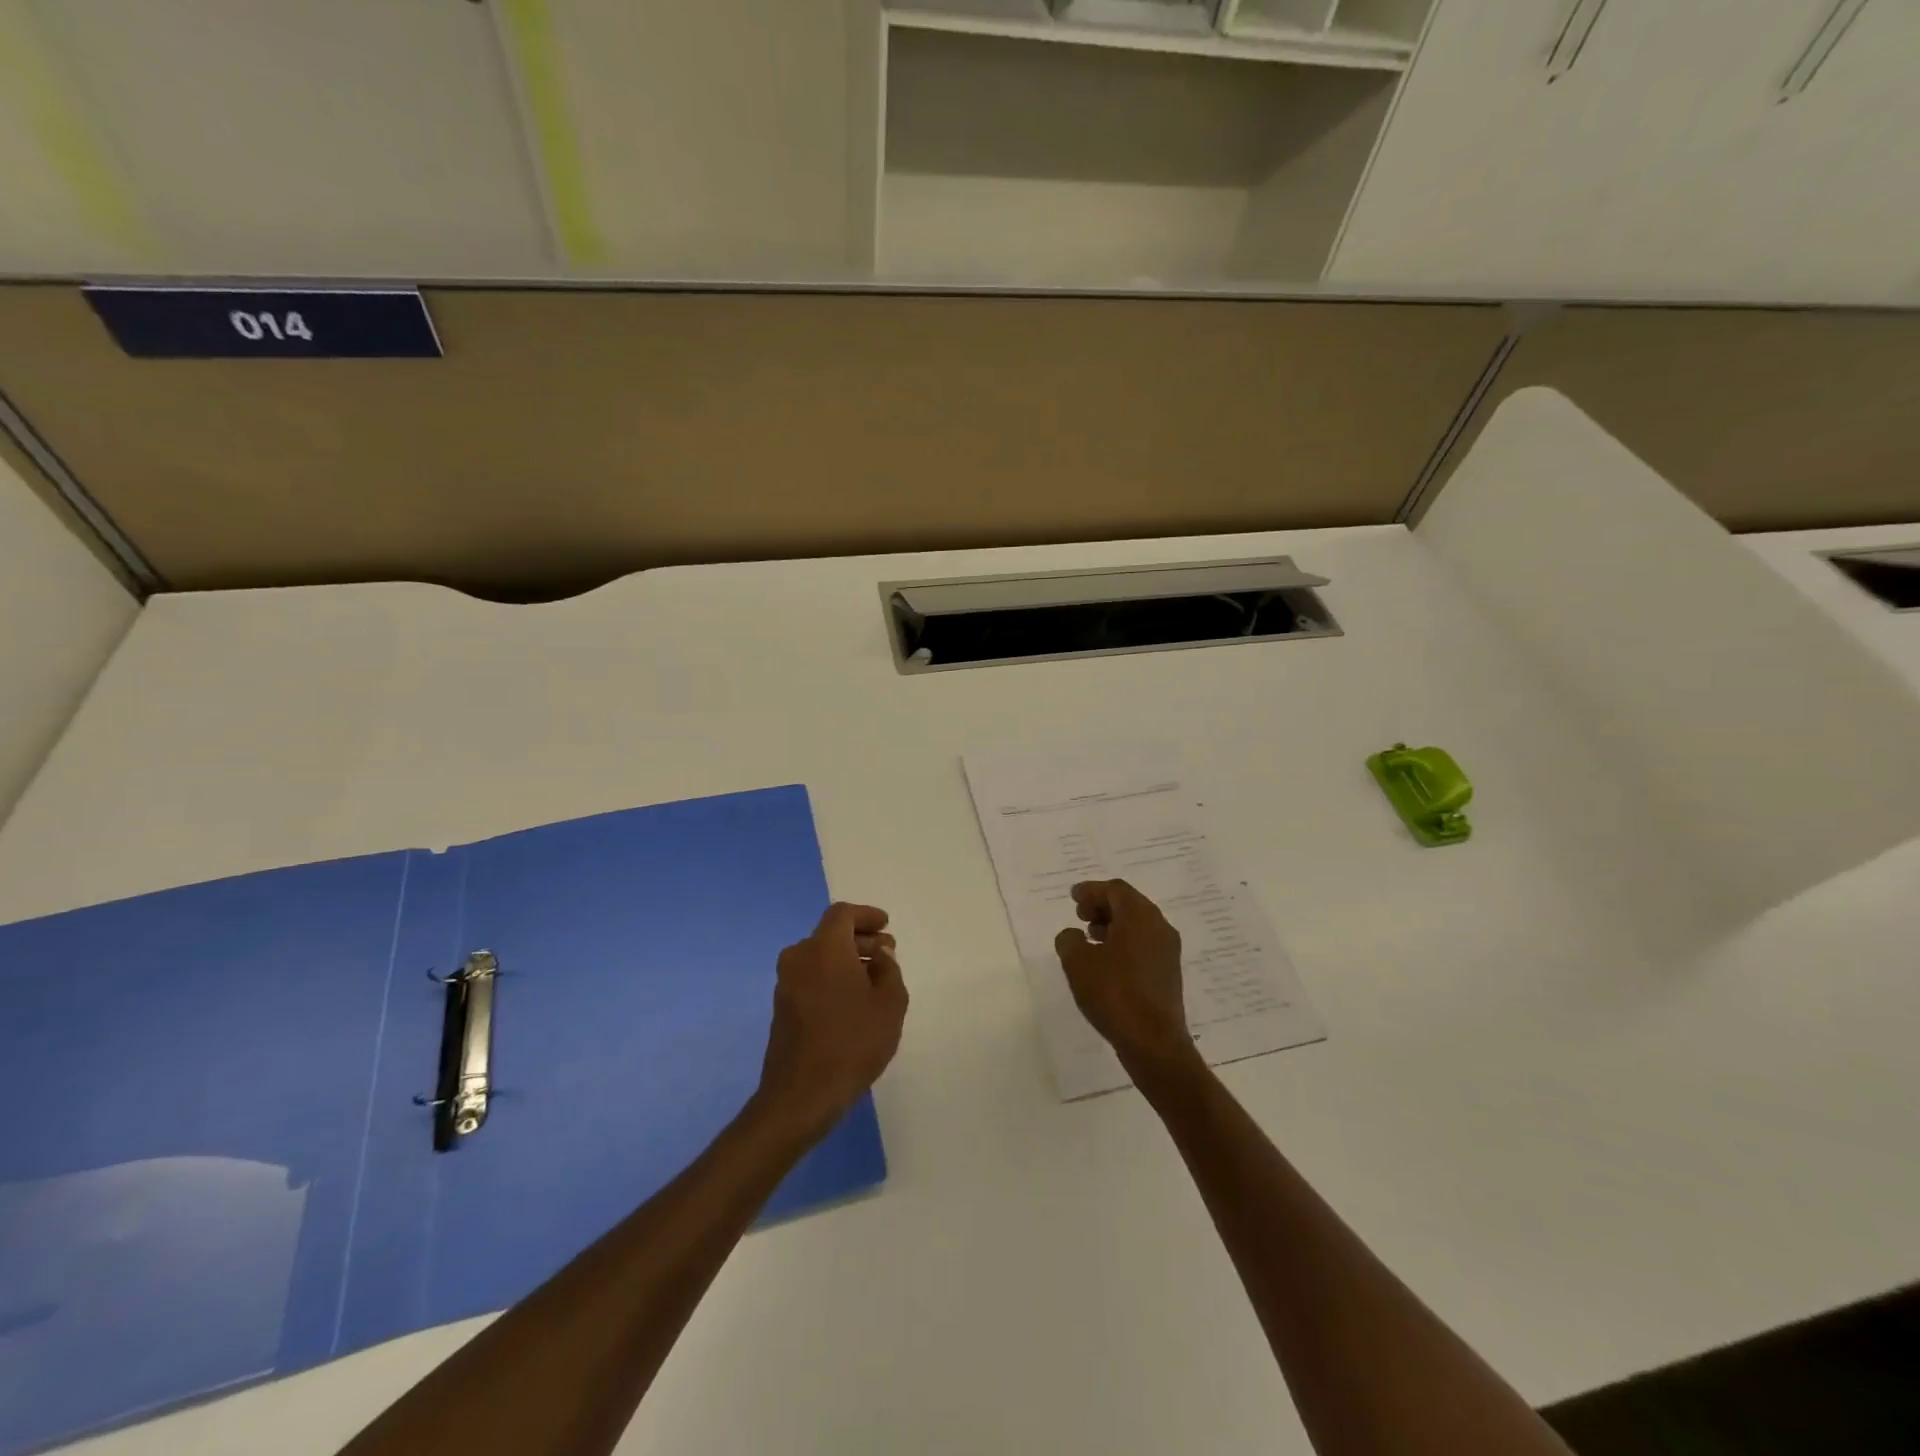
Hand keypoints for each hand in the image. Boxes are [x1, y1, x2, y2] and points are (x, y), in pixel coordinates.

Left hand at [756, 902, 908, 1138]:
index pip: (843, 914)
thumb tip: (880, 955)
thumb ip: (889, 970)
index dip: (867, 915)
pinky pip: (811, 976)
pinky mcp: (782, 1006)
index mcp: (824, 948)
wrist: (802, 1094)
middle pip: (831, 934)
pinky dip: (832, 976)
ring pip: (820, 956)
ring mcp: (786, 983)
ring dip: (847, 959)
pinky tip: (853, 999)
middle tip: (886, 953)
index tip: (886, 926)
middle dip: (860, 939)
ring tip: (874, 979)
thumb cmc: (853, 1042)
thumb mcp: (889, 1004)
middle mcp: (799, 957)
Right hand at [1054, 879, 1198, 1075]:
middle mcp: (1159, 927)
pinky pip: (1143, 945)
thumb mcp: (1078, 963)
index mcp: (1140, 916)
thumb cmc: (1114, 993)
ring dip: (1112, 925)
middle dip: (1102, 906)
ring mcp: (1167, 951)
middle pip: (1129, 904)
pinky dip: (1123, 943)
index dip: (1091, 890)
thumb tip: (1073, 935)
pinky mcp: (1168, 973)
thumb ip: (1069, 940)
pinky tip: (1106, 961)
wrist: (1154, 1042)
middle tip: (1080, 915)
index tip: (1073, 897)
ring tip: (1089, 937)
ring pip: (1137, 926)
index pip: (1115, 890)